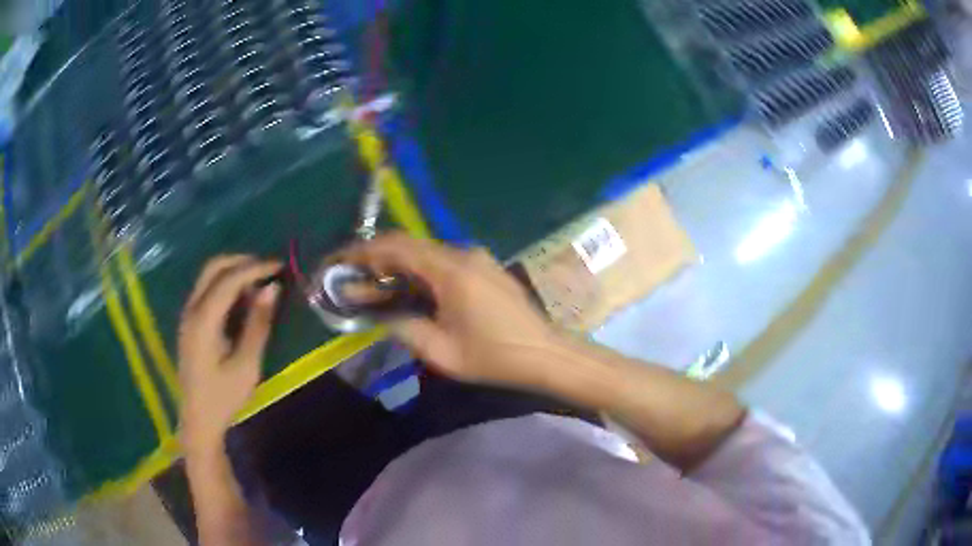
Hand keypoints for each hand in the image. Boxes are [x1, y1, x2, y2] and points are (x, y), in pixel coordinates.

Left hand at [178, 256, 281, 453]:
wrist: (199, 419)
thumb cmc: (224, 396)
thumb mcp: (247, 364)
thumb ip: (258, 323)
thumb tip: (272, 288)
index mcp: (203, 320)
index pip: (228, 279)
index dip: (255, 267)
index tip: (279, 265)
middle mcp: (191, 309)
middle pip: (213, 267)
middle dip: (241, 261)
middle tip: (268, 268)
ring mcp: (187, 314)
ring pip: (208, 275)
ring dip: (233, 271)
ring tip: (259, 282)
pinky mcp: (189, 322)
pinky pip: (206, 289)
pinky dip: (225, 284)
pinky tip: (241, 298)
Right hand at [343, 233, 559, 386]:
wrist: (546, 355)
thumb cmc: (495, 357)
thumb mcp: (442, 352)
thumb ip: (404, 328)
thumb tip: (381, 315)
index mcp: (451, 271)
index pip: (397, 248)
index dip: (364, 252)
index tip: (340, 262)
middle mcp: (464, 254)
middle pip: (410, 246)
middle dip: (378, 259)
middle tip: (354, 279)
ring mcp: (478, 258)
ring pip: (427, 252)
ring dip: (399, 266)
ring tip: (377, 287)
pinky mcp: (486, 268)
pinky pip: (444, 261)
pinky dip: (421, 271)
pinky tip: (411, 291)